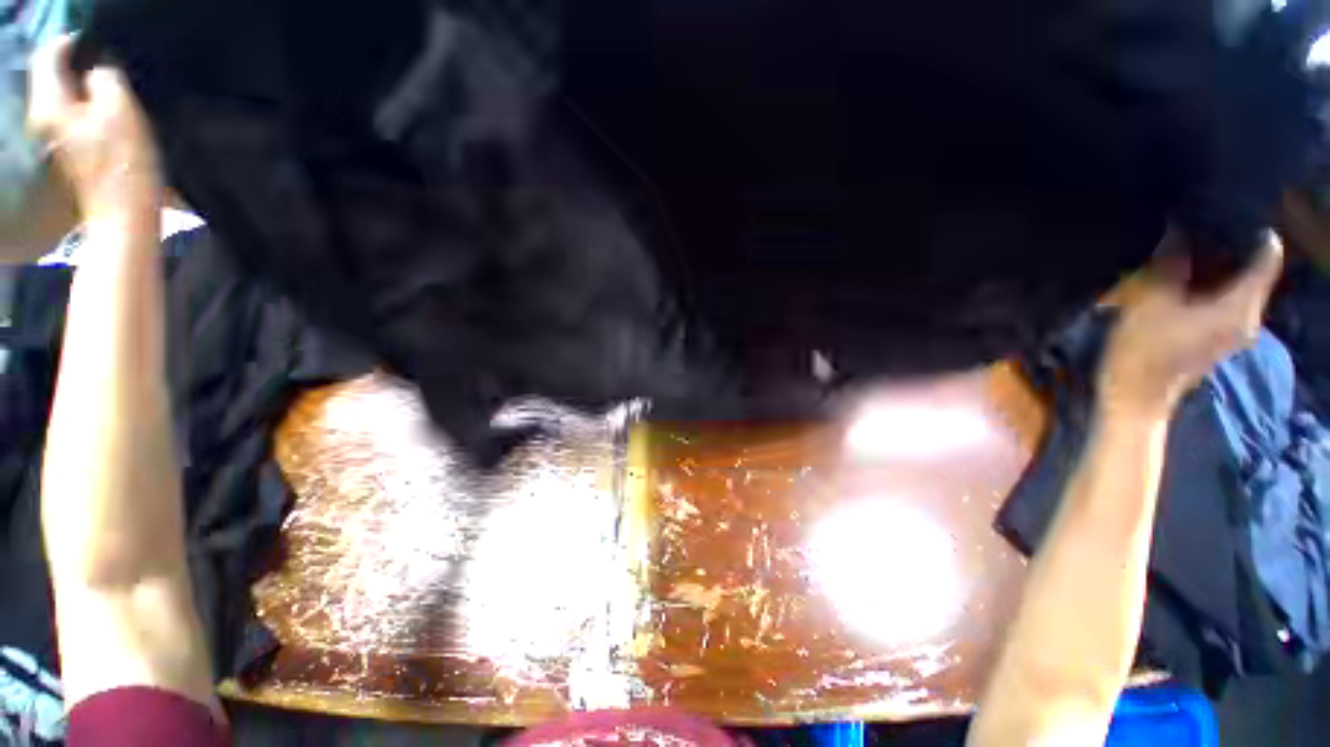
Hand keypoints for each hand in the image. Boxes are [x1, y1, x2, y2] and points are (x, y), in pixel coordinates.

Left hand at [27, 35, 161, 225]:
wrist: (124, 216)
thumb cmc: (123, 164)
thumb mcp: (120, 110)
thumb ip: (105, 78)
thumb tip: (99, 70)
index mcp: (49, 105)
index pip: (49, 56)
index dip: (72, 43)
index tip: (96, 43)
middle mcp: (43, 119)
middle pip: (56, 79)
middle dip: (80, 69)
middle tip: (110, 70)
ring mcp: (55, 140)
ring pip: (67, 100)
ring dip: (88, 92)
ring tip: (114, 96)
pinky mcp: (69, 153)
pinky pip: (75, 119)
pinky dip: (91, 112)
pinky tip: (110, 120)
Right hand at [1098, 231, 1283, 419]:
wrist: (1136, 397)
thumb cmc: (1145, 350)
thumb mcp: (1151, 300)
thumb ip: (1169, 262)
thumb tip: (1177, 227)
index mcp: (1242, 305)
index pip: (1266, 256)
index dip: (1252, 230)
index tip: (1229, 212)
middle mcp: (1249, 316)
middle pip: (1254, 270)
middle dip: (1232, 246)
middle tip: (1201, 225)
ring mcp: (1236, 330)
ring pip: (1239, 285)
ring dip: (1219, 266)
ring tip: (1189, 248)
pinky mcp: (1220, 338)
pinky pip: (1227, 301)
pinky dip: (1213, 285)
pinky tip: (1186, 279)